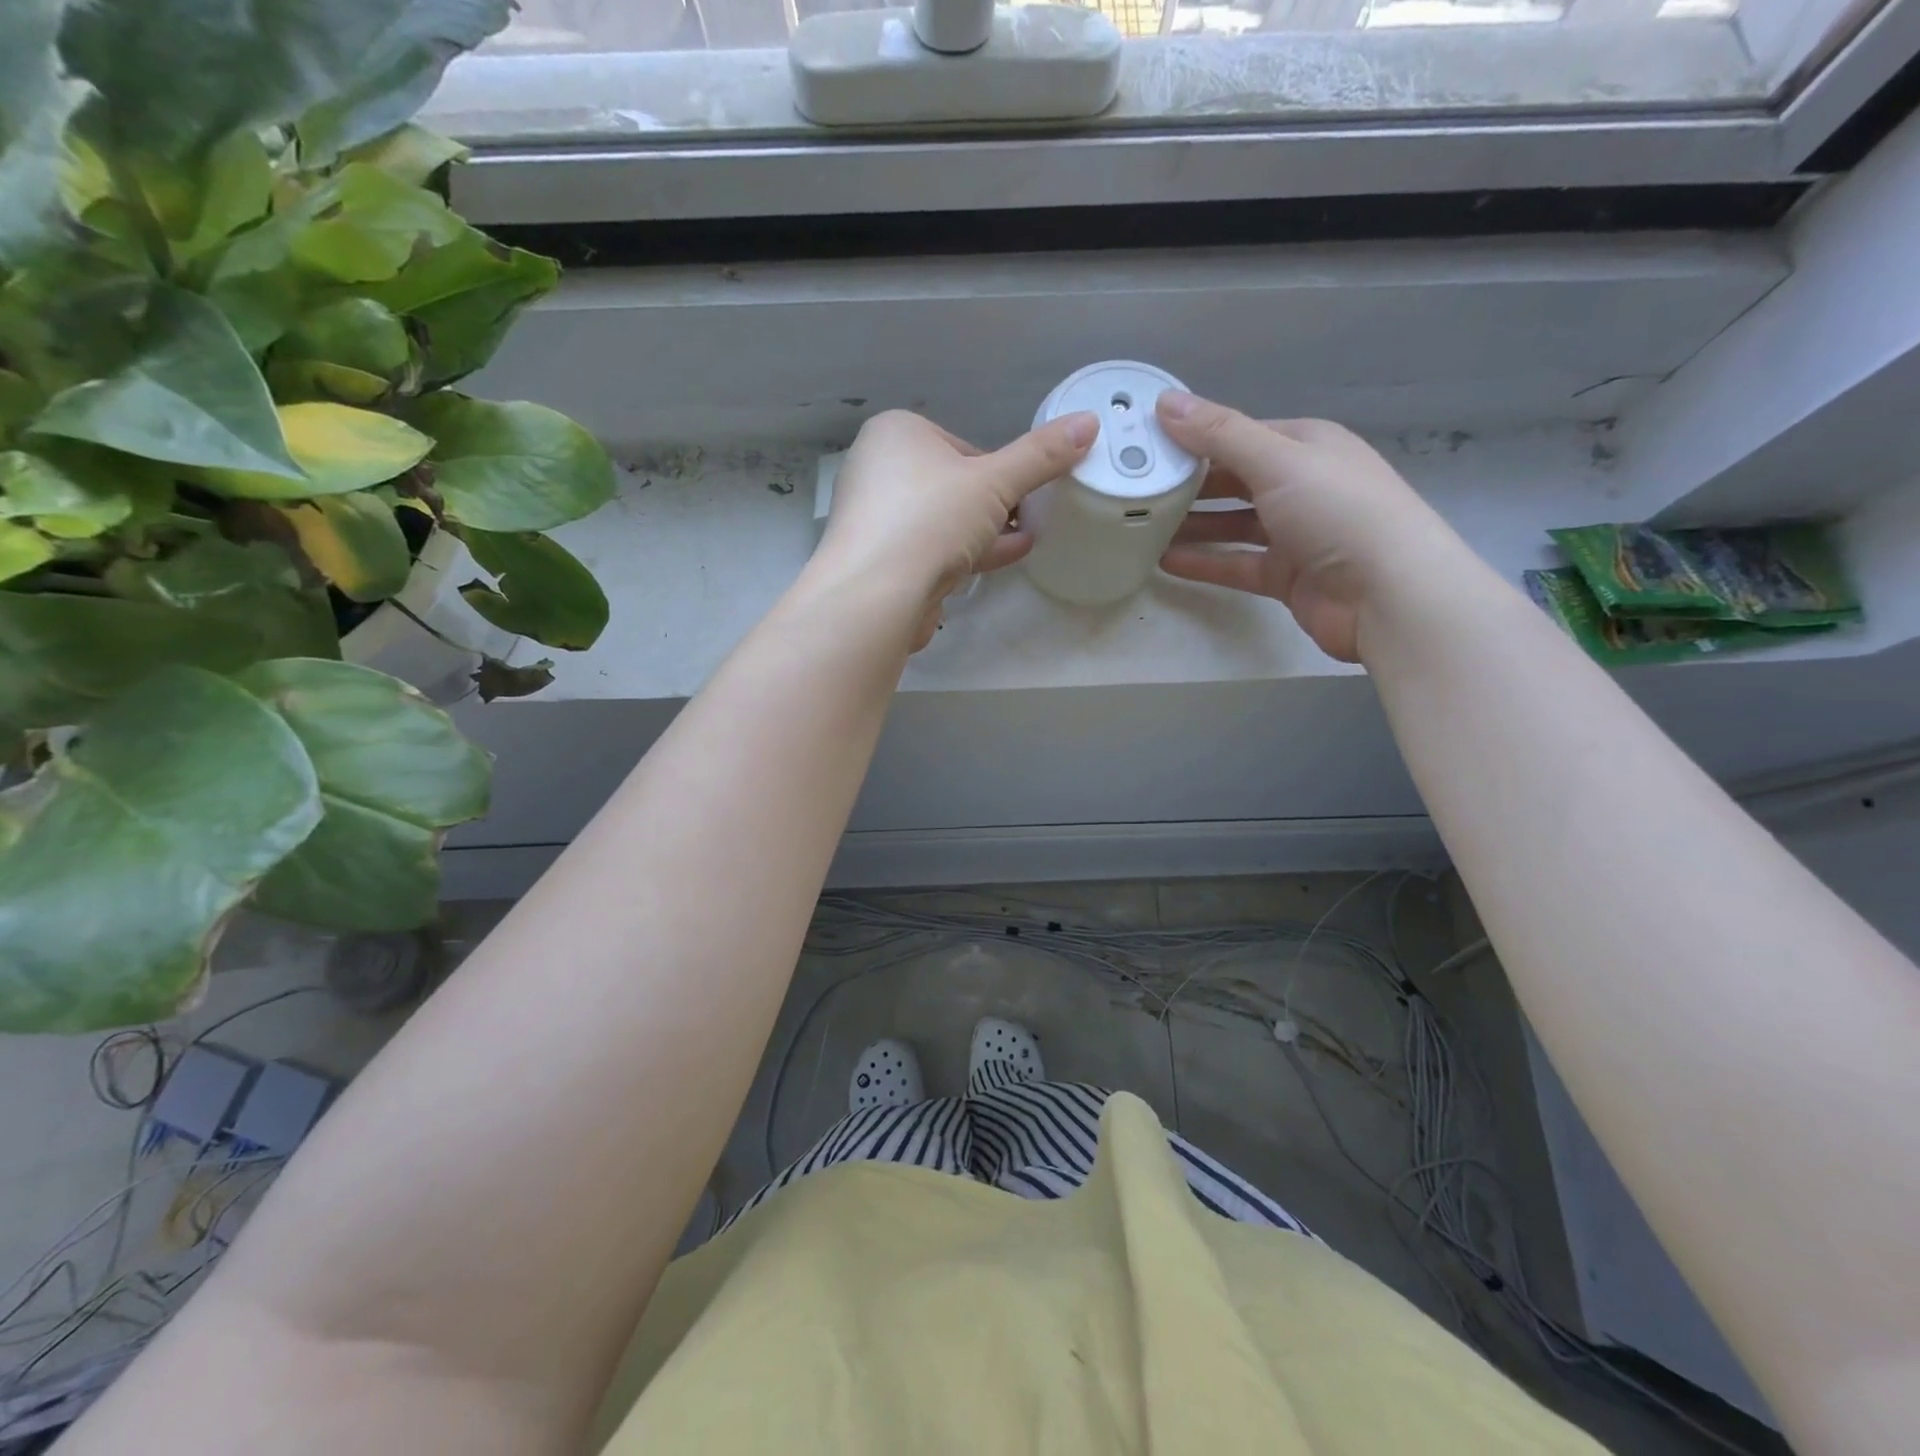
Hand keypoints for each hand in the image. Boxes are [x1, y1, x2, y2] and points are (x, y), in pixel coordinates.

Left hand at [814, 408, 1096, 647]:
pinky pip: (932, 551)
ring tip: (1029, 536)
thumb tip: (1089, 423)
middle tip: (1031, 514)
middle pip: (950, 483)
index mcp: (896, 434)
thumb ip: (1040, 456)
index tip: (1025, 488)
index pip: (960, 446)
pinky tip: (1007, 557)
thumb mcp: (995, 482)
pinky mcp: (882, 563)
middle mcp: (878, 471)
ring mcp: (877, 521)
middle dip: (992, 501)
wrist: (876, 594)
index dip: (998, 468)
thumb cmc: (931, 518)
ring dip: (985, 529)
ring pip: (942, 520)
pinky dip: (967, 553)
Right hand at [1154, 391, 1458, 662]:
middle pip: (1234, 480)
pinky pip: (1236, 563)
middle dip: (1188, 483)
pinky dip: (1205, 561)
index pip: (1240, 434)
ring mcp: (1294, 533)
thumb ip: (1219, 434)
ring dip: (1192, 525)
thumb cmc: (1337, 511)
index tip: (1145, 446)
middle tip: (1136, 489)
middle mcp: (1301, 484)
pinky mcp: (1286, 576)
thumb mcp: (1277, 460)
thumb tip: (1164, 401)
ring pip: (1232, 524)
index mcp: (1306, 445)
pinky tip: (1166, 563)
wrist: (1387, 594)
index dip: (1194, 438)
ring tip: (1142, 527)